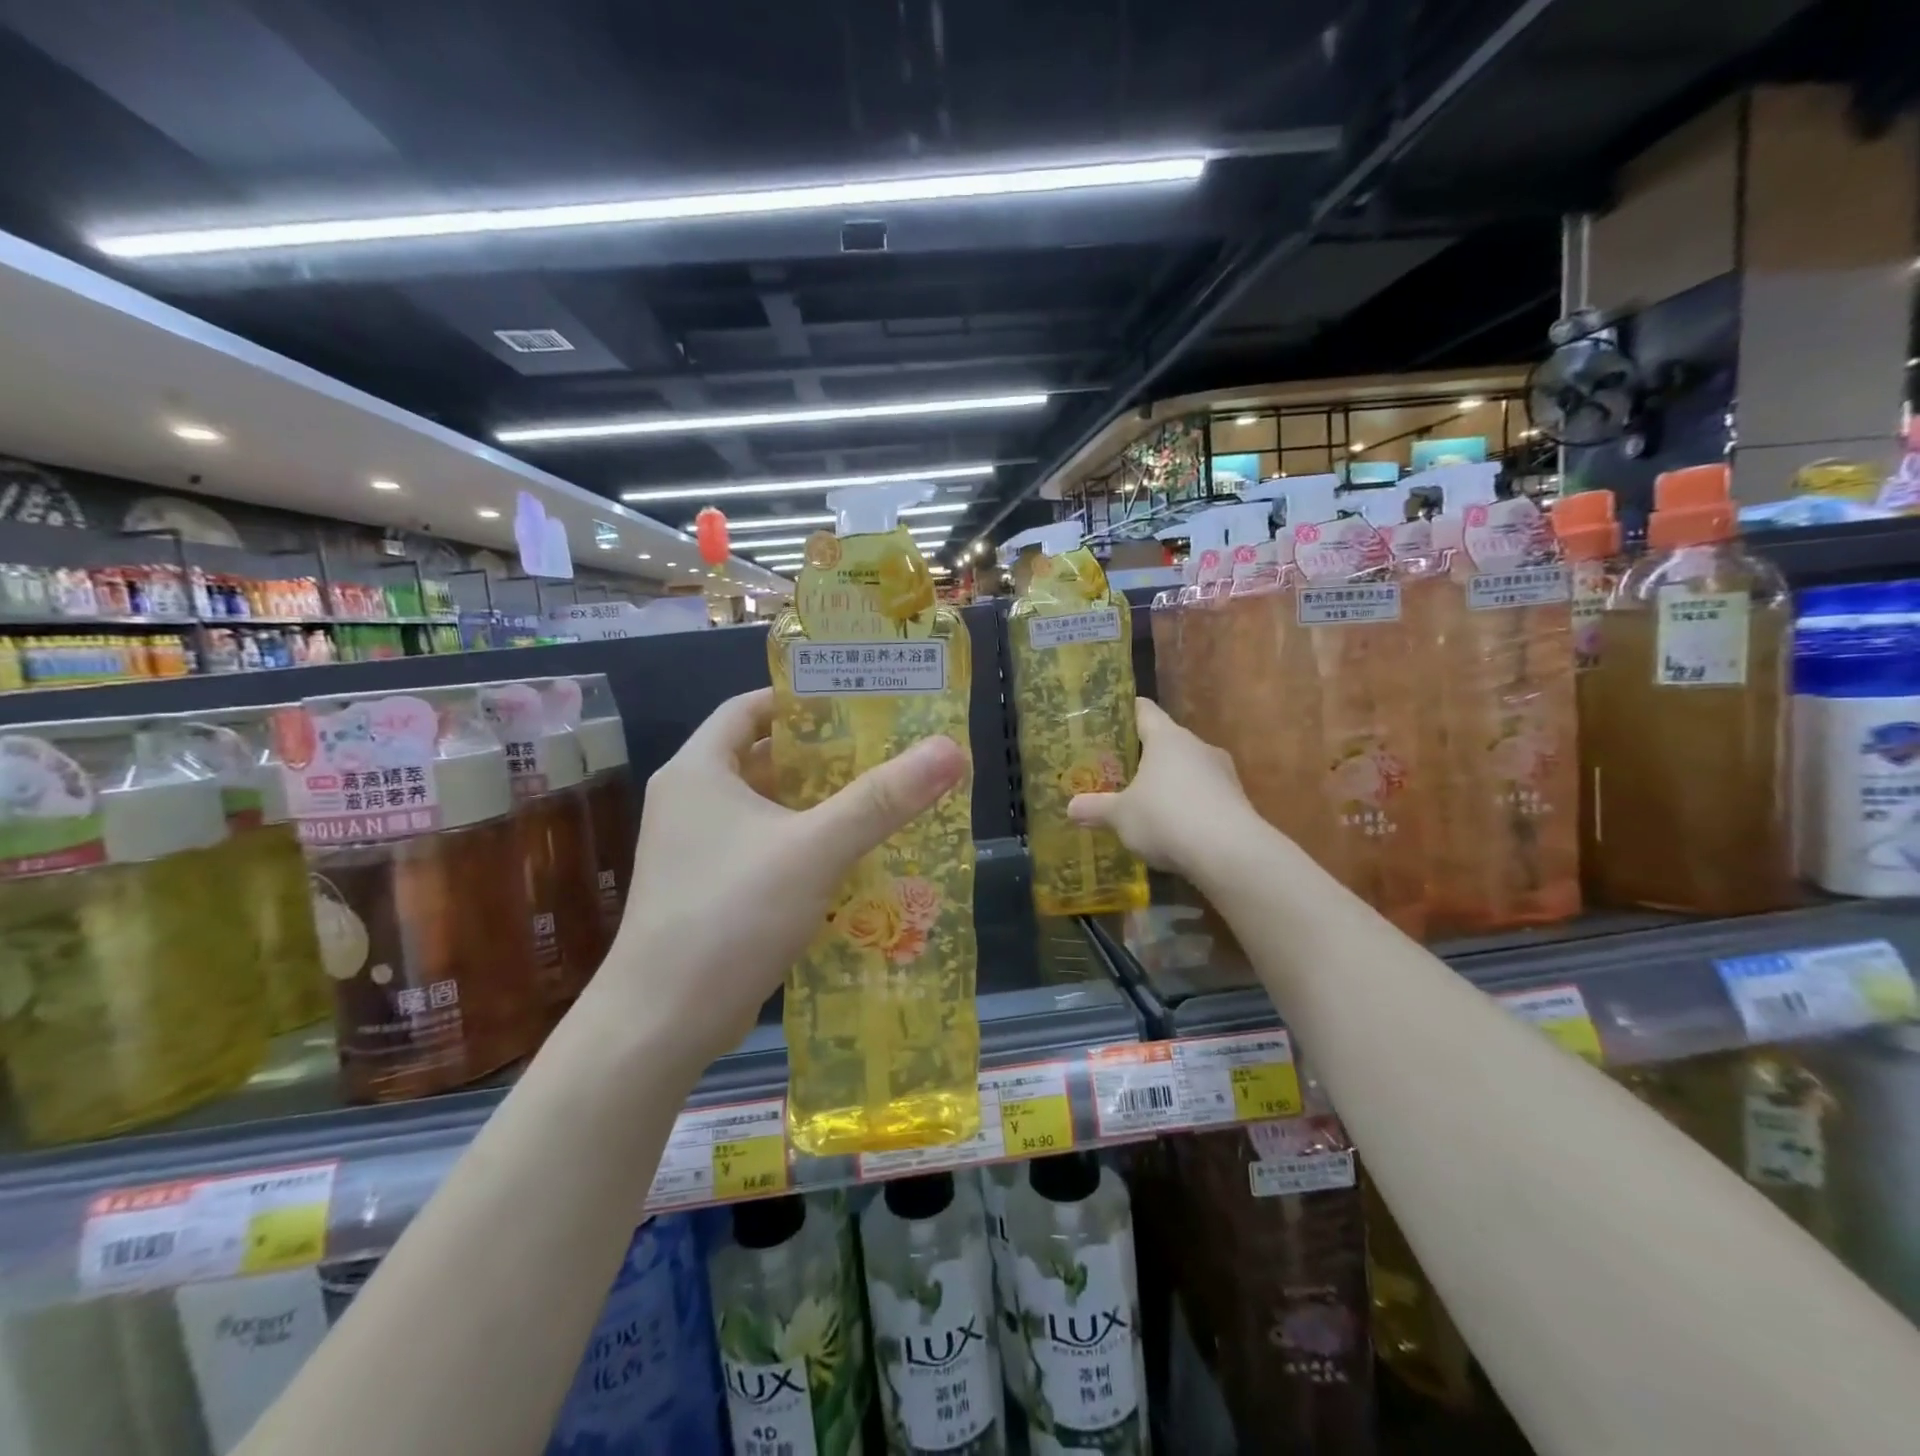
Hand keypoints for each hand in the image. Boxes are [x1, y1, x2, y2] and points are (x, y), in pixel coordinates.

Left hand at [586, 688, 969, 1074]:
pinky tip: (849, 859)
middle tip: (882, 752)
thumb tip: (949, 750)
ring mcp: (695, 850)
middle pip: (761, 758)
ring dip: (815, 804)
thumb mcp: (815, 848)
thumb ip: (882, 799)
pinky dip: (802, 845)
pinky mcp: (708, 891)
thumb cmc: (732, 914)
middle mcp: (690, 802)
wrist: (662, 1022)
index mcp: (699, 771)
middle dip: (820, 755)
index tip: (854, 702)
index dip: (799, 699)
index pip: (748, 709)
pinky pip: (763, 850)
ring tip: (878, 800)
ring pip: (765, 809)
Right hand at [1066, 697, 1251, 874]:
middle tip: (1119, 771)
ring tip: (1146, 803)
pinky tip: (1174, 829)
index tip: (1109, 720)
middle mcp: (1197, 746)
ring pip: (1188, 769)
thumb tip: (1070, 807)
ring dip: (1170, 783)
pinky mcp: (1238, 801)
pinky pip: (1205, 796)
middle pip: (1167, 741)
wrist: (1229, 853)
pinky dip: (1189, 806)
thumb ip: (1095, 809)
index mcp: (1167, 737)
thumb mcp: (1120, 816)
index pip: (1144, 710)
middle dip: (1145, 755)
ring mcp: (1223, 773)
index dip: (1126, 712)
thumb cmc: (1165, 818)